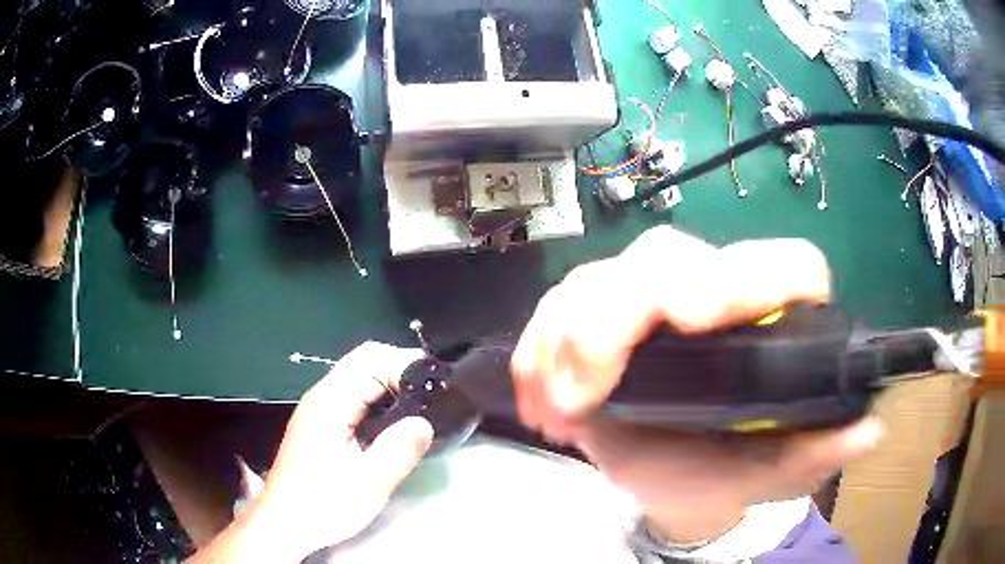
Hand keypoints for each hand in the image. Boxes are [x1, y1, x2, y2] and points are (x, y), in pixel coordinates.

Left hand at [191, 342, 433, 562]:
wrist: (284, 524)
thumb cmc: (322, 505)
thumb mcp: (368, 484)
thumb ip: (399, 450)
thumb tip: (425, 423)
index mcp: (330, 403)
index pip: (371, 359)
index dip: (405, 364)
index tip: (436, 386)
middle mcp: (321, 397)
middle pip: (364, 362)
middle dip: (400, 371)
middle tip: (433, 396)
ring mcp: (317, 410)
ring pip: (358, 379)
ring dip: (390, 385)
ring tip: (420, 408)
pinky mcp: (319, 425)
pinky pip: (352, 398)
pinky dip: (377, 400)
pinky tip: (392, 424)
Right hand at [511, 226, 882, 543]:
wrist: (682, 476)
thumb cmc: (733, 467)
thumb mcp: (778, 469)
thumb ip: (819, 452)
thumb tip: (865, 433)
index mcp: (772, 318)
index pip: (781, 264)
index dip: (743, 276)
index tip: (693, 317)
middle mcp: (713, 293)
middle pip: (667, 256)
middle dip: (620, 311)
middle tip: (586, 385)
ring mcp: (650, 300)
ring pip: (602, 275)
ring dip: (568, 334)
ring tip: (558, 406)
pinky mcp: (601, 316)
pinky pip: (559, 306)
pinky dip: (539, 348)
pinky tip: (538, 397)